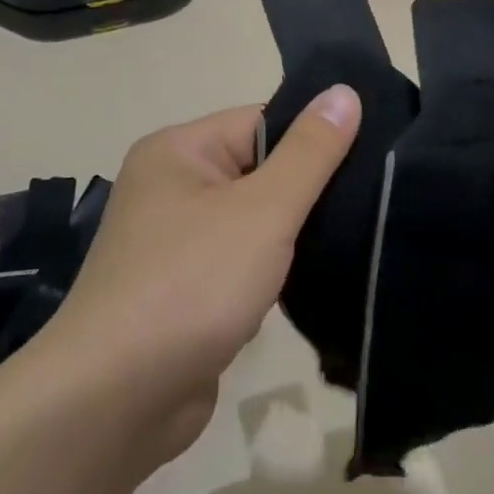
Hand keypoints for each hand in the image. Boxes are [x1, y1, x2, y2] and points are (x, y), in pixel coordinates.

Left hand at [54, 86, 360, 463]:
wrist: (116, 402)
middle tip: (377, 199)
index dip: (316, 136)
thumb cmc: (191, 284)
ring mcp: (176, 243)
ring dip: (295, 235)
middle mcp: (171, 188)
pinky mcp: (187, 291)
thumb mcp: (263, 210)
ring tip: (357, 238)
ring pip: (255, 221)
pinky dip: (275, 271)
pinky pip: (243, 262)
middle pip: (260, 170)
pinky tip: (317, 279)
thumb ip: (310, 152)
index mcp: (178, 151)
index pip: (262, 121)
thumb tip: (345, 91)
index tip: (374, 154)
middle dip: (310, 189)